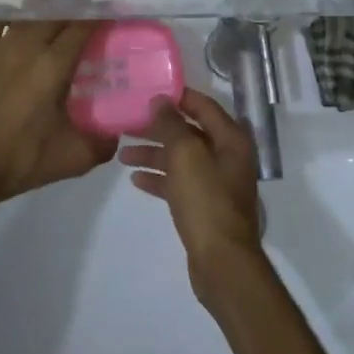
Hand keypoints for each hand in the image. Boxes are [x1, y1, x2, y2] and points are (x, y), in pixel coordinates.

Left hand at [0, 18, 115, 204]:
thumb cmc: (22, 158)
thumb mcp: (74, 158)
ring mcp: (0, 47)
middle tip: (92, 19)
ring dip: (47, 11)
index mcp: (54, 64)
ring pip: (28, 14)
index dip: (101, 17)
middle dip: (77, 10)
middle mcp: (28, 46)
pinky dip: (10, 16)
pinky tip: (18, 22)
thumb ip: (103, 143)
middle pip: (57, 13)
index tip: (114, 16)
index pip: (83, 26)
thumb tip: (117, 133)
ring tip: (60, 17)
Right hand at [121, 89, 263, 294]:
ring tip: (123, 155)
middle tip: (128, 124)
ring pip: (182, 159)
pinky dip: (160, 178)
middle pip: (189, 133)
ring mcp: (217, 183)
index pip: (203, 106)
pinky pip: (180, 183)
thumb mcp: (186, 155)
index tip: (148, 92)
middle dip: (159, 128)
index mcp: (231, 139)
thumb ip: (172, 125)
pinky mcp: (205, 206)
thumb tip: (161, 100)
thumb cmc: (206, 201)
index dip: (177, 97)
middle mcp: (227, 157)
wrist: (222, 262)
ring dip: (154, 155)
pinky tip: (136, 180)